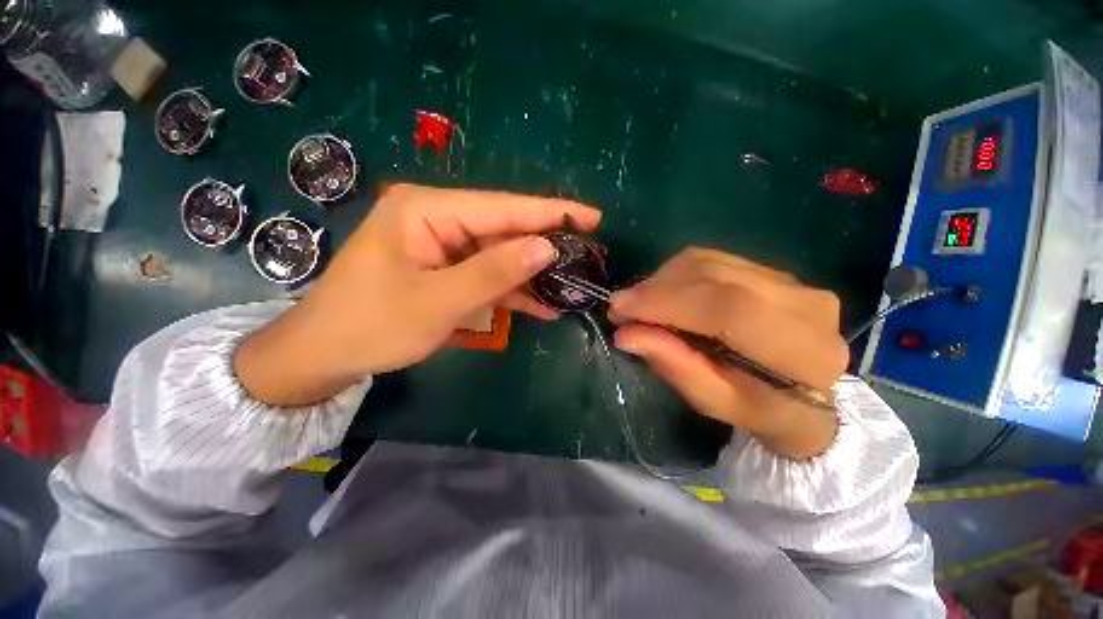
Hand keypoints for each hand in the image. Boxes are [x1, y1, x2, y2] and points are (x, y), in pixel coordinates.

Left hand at [235, 184, 600, 405]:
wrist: (325, 354)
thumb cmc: (372, 325)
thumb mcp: (438, 301)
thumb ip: (493, 272)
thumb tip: (545, 249)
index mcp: (427, 211)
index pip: (501, 208)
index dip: (549, 213)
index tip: (592, 216)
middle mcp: (437, 219)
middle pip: (503, 230)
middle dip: (544, 245)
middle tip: (587, 253)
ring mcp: (442, 246)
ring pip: (499, 255)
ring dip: (531, 274)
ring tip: (571, 283)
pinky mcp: (445, 269)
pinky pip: (486, 275)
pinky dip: (512, 291)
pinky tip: (542, 306)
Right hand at [608, 248, 847, 458]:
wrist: (809, 399)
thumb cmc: (760, 410)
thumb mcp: (714, 401)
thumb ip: (674, 365)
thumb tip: (625, 334)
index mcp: (800, 350)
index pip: (726, 308)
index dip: (665, 303)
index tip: (620, 307)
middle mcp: (803, 303)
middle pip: (713, 276)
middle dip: (656, 289)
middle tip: (621, 307)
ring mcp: (792, 280)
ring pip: (709, 262)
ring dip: (663, 280)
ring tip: (640, 303)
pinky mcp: (773, 271)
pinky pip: (713, 260)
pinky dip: (678, 275)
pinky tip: (664, 294)